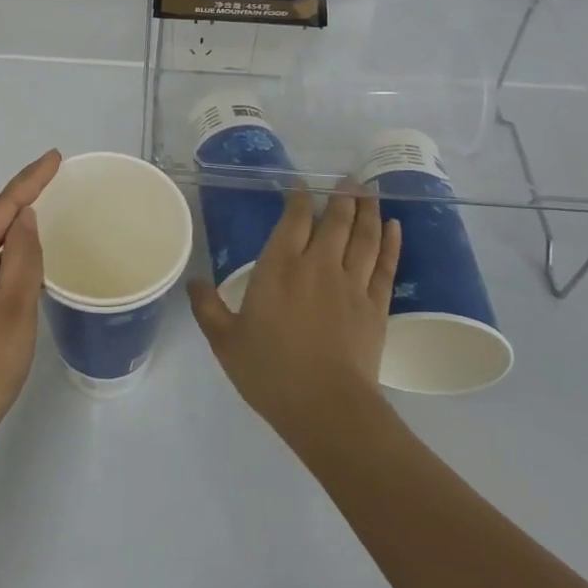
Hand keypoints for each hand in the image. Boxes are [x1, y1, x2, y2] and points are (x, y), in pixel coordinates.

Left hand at [0, 150, 60, 448]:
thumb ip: (24, 258)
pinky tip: (28, 257)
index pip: (1, 208)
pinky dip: (11, 255)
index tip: (56, 157)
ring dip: (18, 228)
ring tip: (49, 207)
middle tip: (57, 176)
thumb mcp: (14, 310)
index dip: (30, 181)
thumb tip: (26, 217)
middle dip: (24, 197)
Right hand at [187, 185, 401, 440]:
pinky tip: (394, 227)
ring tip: (371, 191)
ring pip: (364, 236)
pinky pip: (385, 264)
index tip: (302, 185)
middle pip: (335, 220)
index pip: (294, 220)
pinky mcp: (376, 306)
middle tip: (348, 179)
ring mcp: (351, 284)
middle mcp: (318, 266)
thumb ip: (208, 307)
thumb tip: (193, 281)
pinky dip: (391, 242)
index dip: (299, 198)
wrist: (327, 408)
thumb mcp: (225, 341)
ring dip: (368, 210)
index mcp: (279, 268)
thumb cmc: (270, 372)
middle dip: (341, 196)